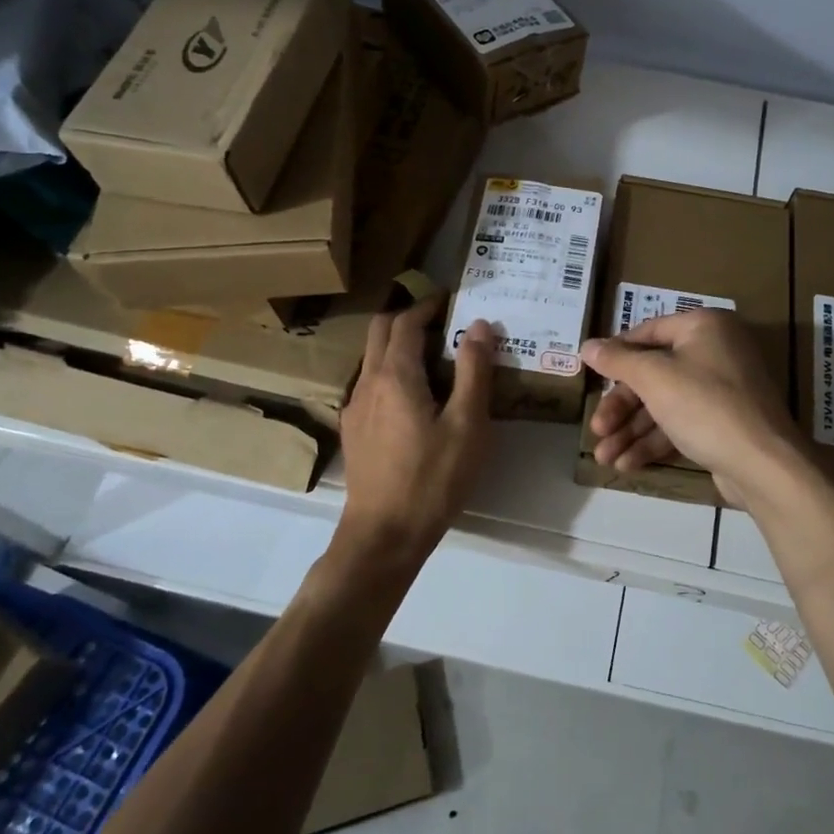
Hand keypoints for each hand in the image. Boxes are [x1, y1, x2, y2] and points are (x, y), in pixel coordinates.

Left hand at [338, 297, 493, 562]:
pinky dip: (391, 371)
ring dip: (398, 344)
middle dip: (408, 317)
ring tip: (434, 356)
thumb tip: (479, 325)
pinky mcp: (354, 430)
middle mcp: (368, 383)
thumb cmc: (433, 478)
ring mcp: (355, 408)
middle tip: (441, 320)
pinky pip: (370, 383)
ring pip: (372, 358)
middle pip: (380, 331)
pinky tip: (414, 397)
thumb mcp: (467, 425)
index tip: (450, 299)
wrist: (384, 534)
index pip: (406, 322)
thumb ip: (473, 371)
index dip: (427, 305)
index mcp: (396, 376)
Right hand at [580, 309, 806, 504]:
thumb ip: (618, 361)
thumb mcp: (655, 378)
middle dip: (621, 407)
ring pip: (664, 404)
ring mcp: (722, 390)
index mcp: (704, 327)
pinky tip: (627, 464)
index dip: (616, 354)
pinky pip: (680, 425)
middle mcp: (715, 351)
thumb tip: (587, 345)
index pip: (648, 332)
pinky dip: (653, 442)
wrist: (763, 464)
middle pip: (653, 374)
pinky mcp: (723, 424)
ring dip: (631, 431)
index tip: (590, 375)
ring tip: (603, 458)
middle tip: (597, 430)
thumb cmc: (705, 406)